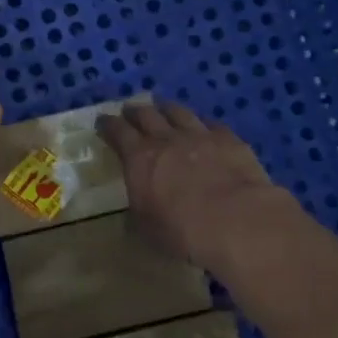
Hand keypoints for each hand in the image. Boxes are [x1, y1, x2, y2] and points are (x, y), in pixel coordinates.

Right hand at [97, 102, 287, 268]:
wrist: (235, 219)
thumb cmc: (182, 230)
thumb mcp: (146, 228)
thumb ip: (138, 212)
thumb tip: (135, 210)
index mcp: (139, 158)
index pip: (118, 132)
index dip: (108, 125)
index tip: (102, 121)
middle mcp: (167, 139)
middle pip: (147, 115)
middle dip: (135, 111)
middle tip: (130, 110)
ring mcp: (200, 135)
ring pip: (179, 112)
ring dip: (167, 109)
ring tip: (163, 108)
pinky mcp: (229, 140)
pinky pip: (212, 124)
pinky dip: (203, 125)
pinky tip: (205, 128)